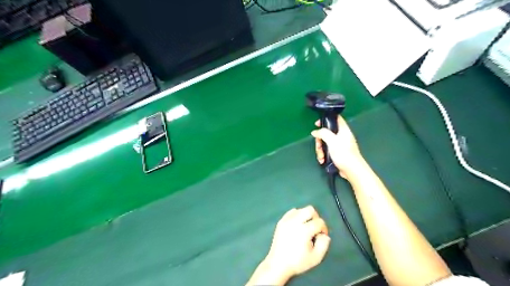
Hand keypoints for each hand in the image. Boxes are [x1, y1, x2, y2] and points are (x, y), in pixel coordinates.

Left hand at [251, 206, 333, 283]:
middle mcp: (295, 222)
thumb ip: (324, 244)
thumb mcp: (316, 257)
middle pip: (310, 209)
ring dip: (306, 216)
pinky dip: (297, 216)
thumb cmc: (298, 262)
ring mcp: (286, 220)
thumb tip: (324, 234)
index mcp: (304, 230)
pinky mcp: (281, 221)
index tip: (322, 236)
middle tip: (315, 228)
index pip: (319, 222)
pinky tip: (297, 226)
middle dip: (316, 217)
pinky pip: (292, 212)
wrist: (278, 264)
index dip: (324, 228)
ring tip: (306, 228)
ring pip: (301, 209)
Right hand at [308, 115, 364, 176]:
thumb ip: (323, 133)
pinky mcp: (337, 153)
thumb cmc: (343, 153)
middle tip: (318, 146)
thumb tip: (315, 132)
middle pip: (327, 133)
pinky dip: (324, 155)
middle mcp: (341, 136)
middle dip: (320, 140)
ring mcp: (339, 145)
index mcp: (343, 130)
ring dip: (320, 150)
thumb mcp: (332, 141)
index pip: (335, 118)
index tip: (317, 124)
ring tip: (321, 157)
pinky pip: (327, 150)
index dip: (326, 119)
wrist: (352, 170)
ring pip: (325, 143)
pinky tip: (323, 160)